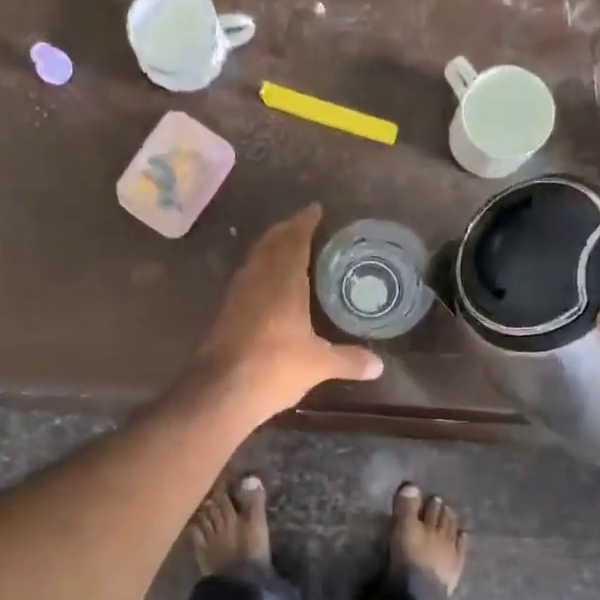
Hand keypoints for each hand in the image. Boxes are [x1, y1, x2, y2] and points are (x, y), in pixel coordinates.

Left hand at [193, 205, 383, 416]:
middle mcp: (257, 278)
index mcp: (282, 279)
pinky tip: (270, 285)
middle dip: (287, 230)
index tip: (316, 209)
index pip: (294, 239)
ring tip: (289, 249)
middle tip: (305, 226)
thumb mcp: (319, 364)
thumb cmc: (274, 366)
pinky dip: (261, 270)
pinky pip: (247, 277)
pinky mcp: (226, 311)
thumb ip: (349, 360)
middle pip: (271, 243)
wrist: (221, 390)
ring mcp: (237, 294)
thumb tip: (379, 365)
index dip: (305, 222)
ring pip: (256, 258)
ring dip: (271, 248)